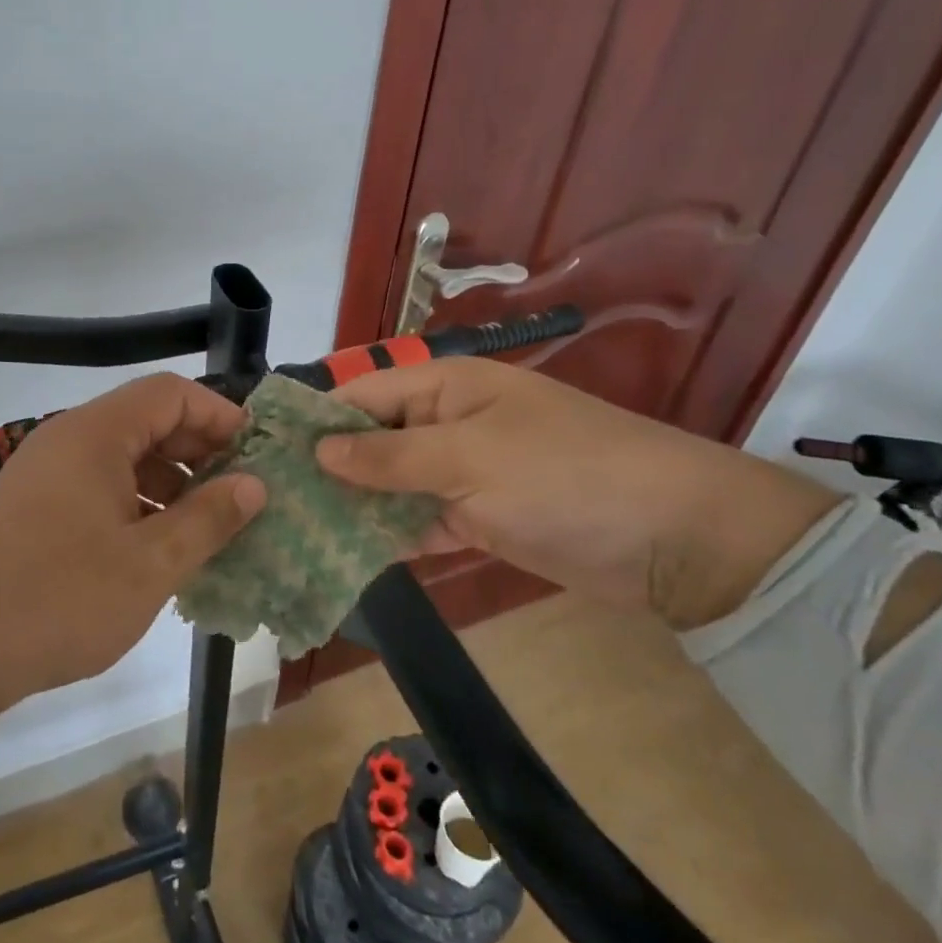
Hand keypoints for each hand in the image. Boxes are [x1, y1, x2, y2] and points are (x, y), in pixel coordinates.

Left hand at [0, 373, 265, 714]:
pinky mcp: (35, 503)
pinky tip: (159, 544)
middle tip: (239, 492)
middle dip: (199, 451)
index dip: (219, 415)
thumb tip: (254, 484)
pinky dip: (137, 501)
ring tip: (207, 525)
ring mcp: (47, 470)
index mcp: (95, 434)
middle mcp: (68, 438)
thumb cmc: (63, 599)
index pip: (170, 393)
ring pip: (124, 454)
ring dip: (170, 480)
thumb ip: (208, 517)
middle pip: (147, 419)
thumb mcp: (150, 563)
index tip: (255, 454)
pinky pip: (99, 482)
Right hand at [314, 359, 838, 629]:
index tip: (264, 450)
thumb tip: (319, 450)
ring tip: (293, 532)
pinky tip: (344, 556)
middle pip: (372, 440)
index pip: (362, 393)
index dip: (316, 419)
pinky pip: (420, 521)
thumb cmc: (563, 475)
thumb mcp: (468, 458)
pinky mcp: (480, 518)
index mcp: (445, 386)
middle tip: (268, 502)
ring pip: (392, 484)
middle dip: (327, 467)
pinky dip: (390, 537)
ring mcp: (464, 472)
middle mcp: (448, 422)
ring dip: (353, 506)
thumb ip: (389, 455)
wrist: (678, 540)